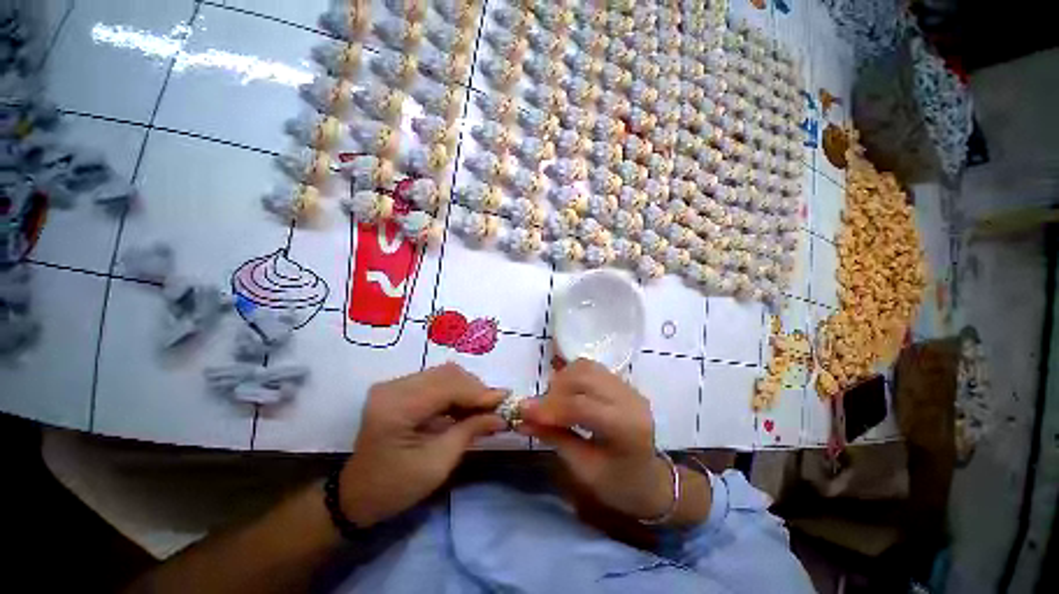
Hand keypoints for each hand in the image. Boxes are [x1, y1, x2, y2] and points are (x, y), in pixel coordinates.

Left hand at [339, 363, 505, 526]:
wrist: (357, 495)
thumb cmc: (395, 487)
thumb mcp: (437, 464)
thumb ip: (470, 432)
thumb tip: (501, 415)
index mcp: (396, 408)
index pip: (447, 387)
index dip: (479, 392)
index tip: (505, 400)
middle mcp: (393, 388)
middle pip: (447, 374)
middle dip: (476, 389)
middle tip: (496, 406)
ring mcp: (394, 385)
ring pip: (444, 374)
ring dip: (468, 388)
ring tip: (484, 407)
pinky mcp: (398, 388)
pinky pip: (436, 381)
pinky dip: (456, 391)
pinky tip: (466, 405)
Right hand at [516, 359, 673, 520]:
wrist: (652, 480)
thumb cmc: (620, 485)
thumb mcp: (584, 470)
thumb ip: (554, 438)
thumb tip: (522, 420)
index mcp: (627, 428)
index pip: (581, 406)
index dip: (549, 406)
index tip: (523, 411)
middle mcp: (630, 399)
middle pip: (584, 378)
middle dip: (554, 390)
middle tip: (537, 408)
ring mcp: (628, 387)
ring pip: (586, 367)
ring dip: (562, 379)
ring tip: (551, 399)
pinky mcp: (621, 383)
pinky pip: (591, 369)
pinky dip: (571, 375)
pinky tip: (565, 391)